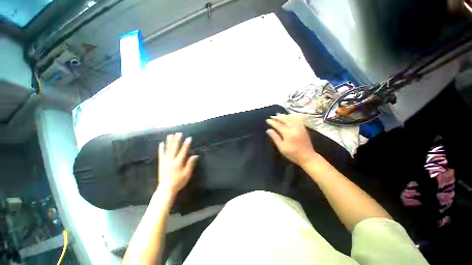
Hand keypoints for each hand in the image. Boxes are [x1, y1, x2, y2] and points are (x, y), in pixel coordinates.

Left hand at [157, 133, 198, 196]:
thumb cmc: (178, 182)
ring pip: (167, 149)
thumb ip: (190, 164)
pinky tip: (161, 143)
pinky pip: (161, 154)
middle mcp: (171, 160)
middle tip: (179, 133)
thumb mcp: (187, 174)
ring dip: (169, 141)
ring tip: (170, 135)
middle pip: (174, 148)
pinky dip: (161, 149)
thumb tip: (195, 155)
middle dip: (177, 140)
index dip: (186, 145)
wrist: (165, 189)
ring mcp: (165, 161)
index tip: (189, 138)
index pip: (183, 151)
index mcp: (178, 163)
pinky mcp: (161, 163)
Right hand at [266, 114, 316, 165]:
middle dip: (277, 117)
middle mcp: (294, 128)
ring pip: (291, 118)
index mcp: (288, 133)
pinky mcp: (303, 128)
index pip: (278, 125)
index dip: (272, 122)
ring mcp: (300, 127)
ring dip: (284, 115)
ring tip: (278, 114)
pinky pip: (297, 119)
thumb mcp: (281, 147)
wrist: (307, 157)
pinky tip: (289, 115)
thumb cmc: (292, 154)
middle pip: (284, 119)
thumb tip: (268, 130)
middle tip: (271, 116)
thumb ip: (275, 137)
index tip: (267, 120)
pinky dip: (292, 116)